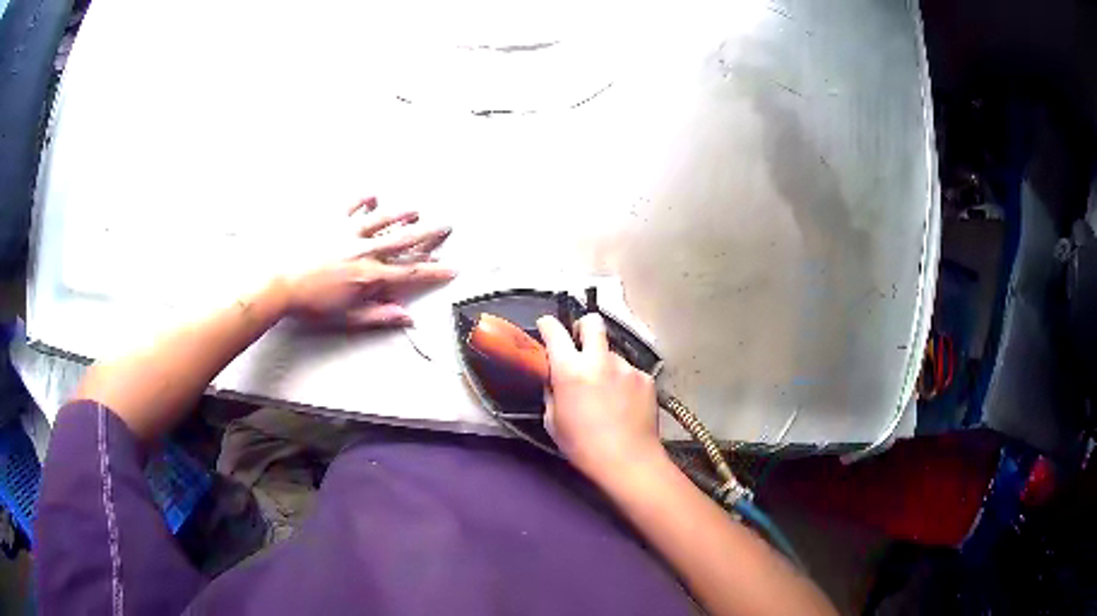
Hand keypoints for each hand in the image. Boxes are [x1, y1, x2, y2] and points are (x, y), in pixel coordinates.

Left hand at [278, 197, 454, 326]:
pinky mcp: (331, 220)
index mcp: (370, 275)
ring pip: (384, 218)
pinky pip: (352, 205)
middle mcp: (365, 250)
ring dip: (403, 213)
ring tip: (417, 210)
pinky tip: (374, 194)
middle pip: (404, 239)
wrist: (279, 282)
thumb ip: (379, 316)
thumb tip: (407, 317)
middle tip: (447, 226)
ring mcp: (349, 232)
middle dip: (429, 233)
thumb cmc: (311, 304)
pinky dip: (364, 199)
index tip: (453, 268)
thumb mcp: (346, 317)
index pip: (411, 272)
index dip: (435, 270)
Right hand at [536, 314, 662, 478]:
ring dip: (605, 365)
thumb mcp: (553, 422)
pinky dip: (623, 382)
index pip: (555, 331)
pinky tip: (624, 404)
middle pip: (592, 322)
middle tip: (580, 343)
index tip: (546, 327)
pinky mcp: (646, 378)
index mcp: (571, 370)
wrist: (629, 461)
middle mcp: (600, 360)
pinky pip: (629, 372)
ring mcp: (627, 367)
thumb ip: (552, 392)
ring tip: (607, 393)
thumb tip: (555, 378)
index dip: (547, 325)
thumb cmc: (583, 446)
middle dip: (583, 327)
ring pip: (611, 354)